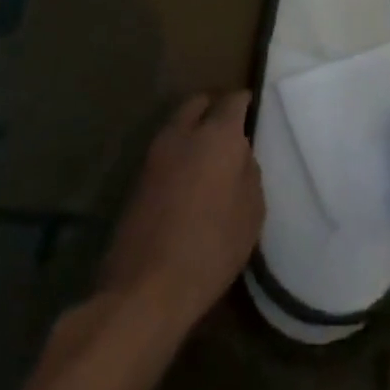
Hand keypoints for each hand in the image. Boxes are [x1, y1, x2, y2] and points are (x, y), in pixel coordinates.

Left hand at [96, 92, 263, 329]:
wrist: (145, 289)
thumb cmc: (211, 247)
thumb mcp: (251, 211)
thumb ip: (249, 172)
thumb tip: (239, 155)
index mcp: (217, 135)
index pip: (233, 100)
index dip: (245, 102)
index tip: (254, 110)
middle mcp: (182, 134)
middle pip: (198, 103)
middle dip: (214, 108)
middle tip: (230, 128)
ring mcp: (154, 156)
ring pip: (177, 125)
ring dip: (192, 131)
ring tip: (209, 156)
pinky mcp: (136, 181)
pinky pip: (164, 152)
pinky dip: (178, 155)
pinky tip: (188, 179)